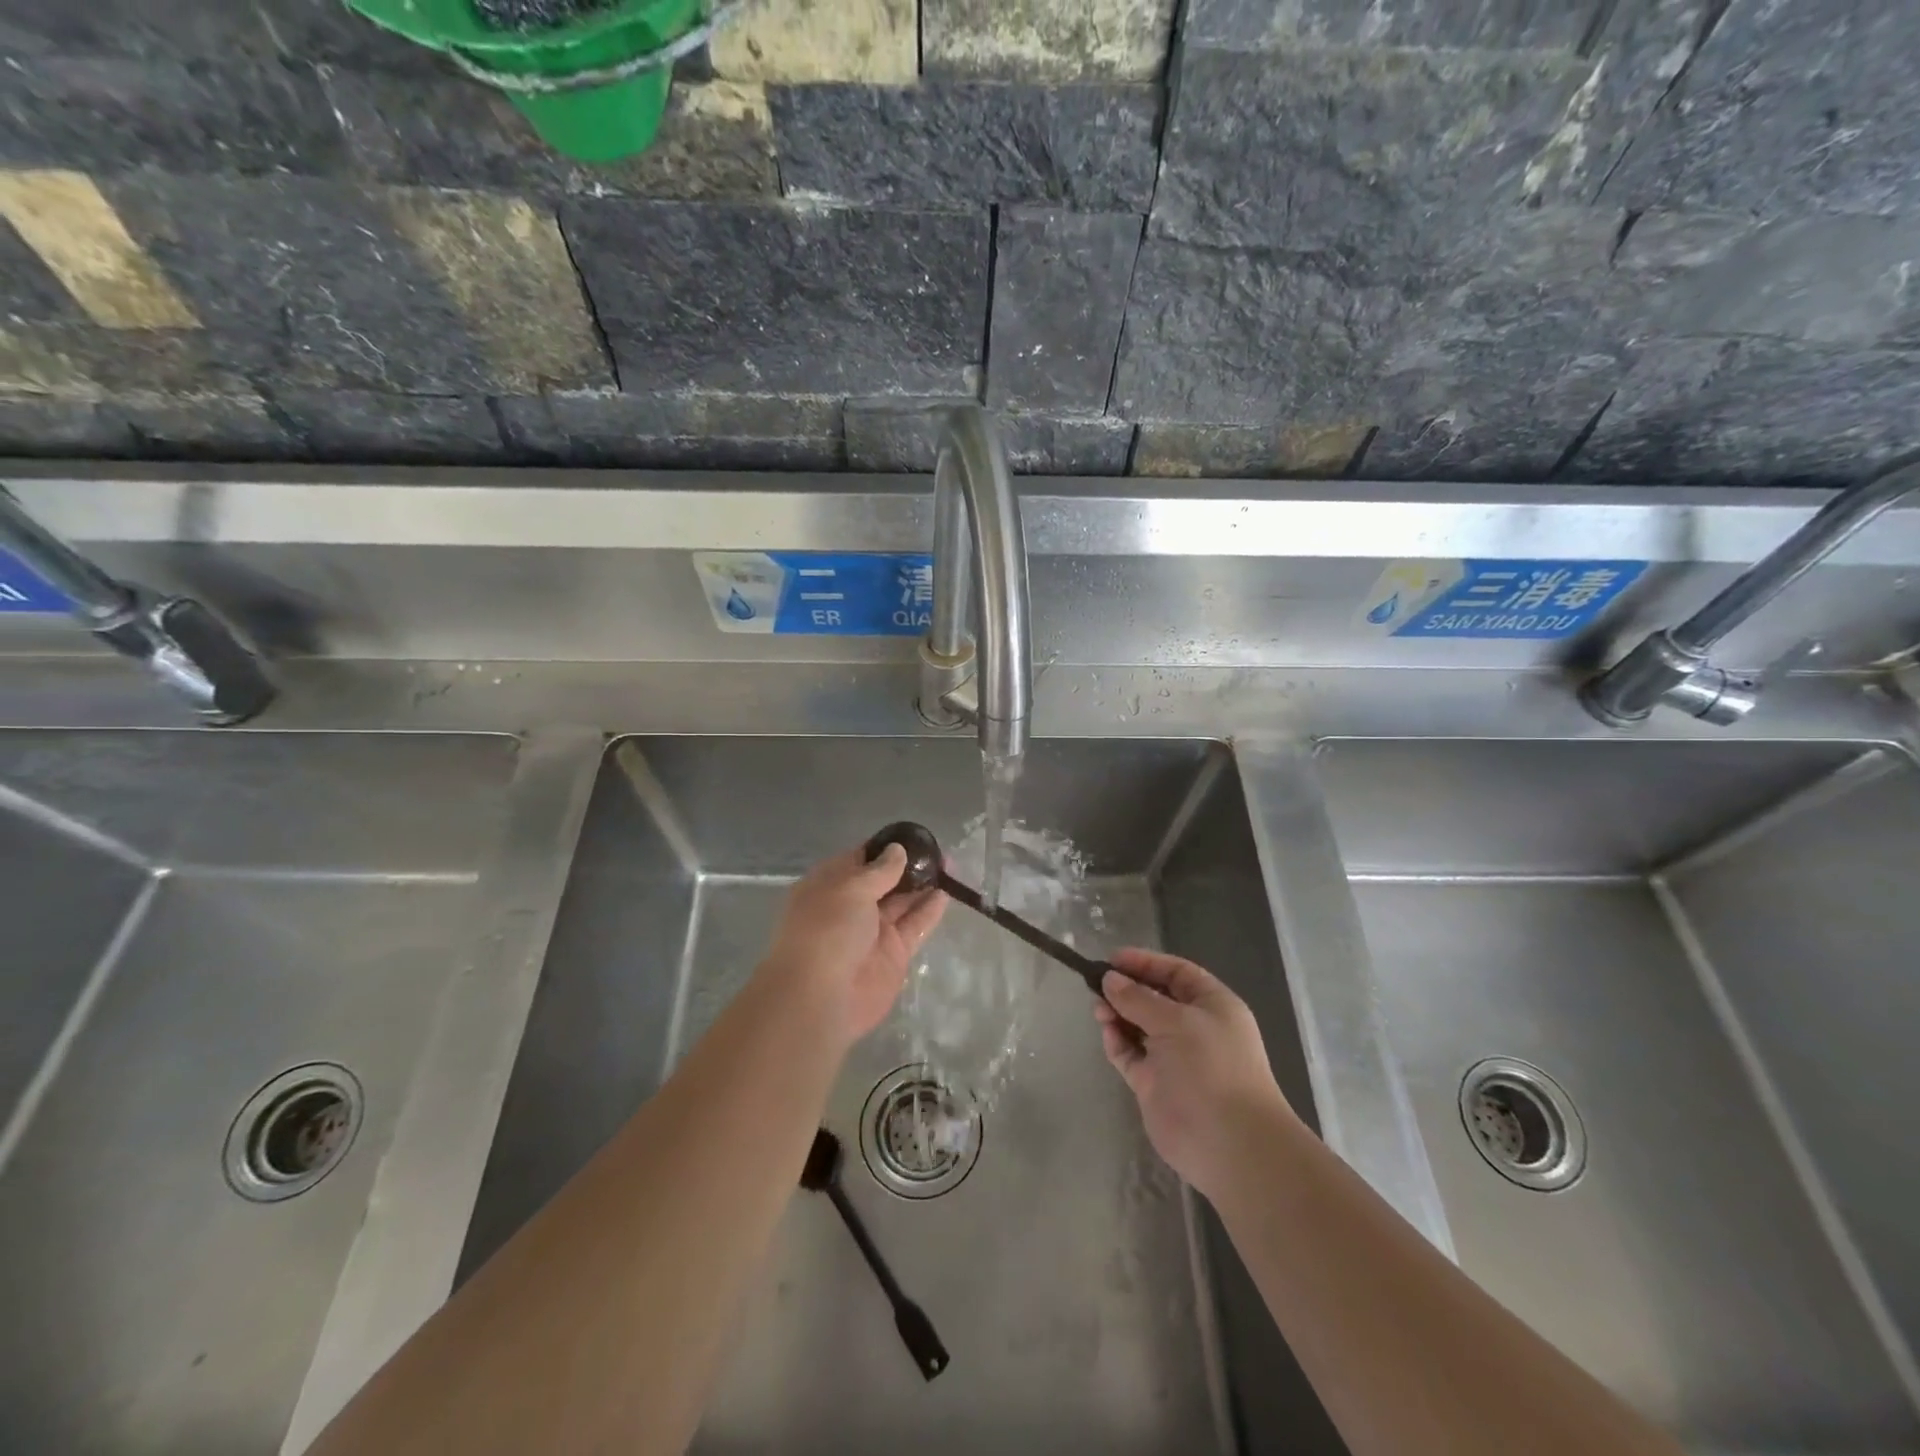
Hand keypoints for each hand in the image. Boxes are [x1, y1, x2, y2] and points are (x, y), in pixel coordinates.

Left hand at [761, 844, 946, 1048]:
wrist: (820, 997)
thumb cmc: (827, 930)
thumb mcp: (851, 888)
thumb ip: (879, 870)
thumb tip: (897, 850)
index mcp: (830, 885)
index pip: (860, 859)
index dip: (885, 848)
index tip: (914, 837)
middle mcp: (850, 906)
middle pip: (884, 880)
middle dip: (909, 866)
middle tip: (939, 853)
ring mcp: (873, 932)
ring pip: (902, 902)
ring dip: (922, 886)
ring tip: (949, 868)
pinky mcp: (893, 954)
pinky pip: (914, 926)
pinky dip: (929, 911)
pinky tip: (946, 894)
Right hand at [1096, 948, 1296, 1201]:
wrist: (1229, 1143)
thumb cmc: (1211, 1066)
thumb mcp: (1176, 1020)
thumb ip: (1138, 998)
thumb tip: (1109, 979)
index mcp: (1212, 1006)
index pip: (1176, 973)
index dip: (1146, 963)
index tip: (1112, 959)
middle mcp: (1193, 1028)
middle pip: (1154, 998)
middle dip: (1127, 989)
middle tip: (1097, 985)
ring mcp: (1173, 1057)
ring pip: (1138, 1026)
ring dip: (1118, 1014)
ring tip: (1099, 1010)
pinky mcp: (1154, 1084)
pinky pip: (1130, 1054)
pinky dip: (1117, 1042)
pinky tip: (1107, 1033)